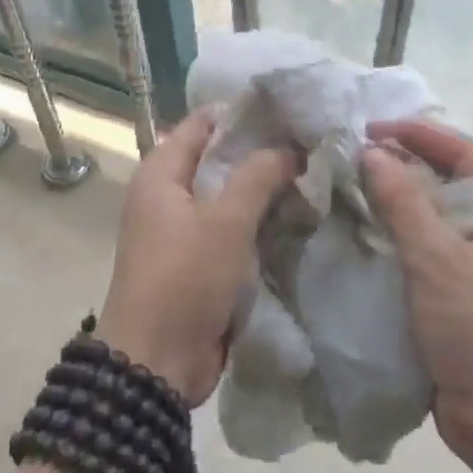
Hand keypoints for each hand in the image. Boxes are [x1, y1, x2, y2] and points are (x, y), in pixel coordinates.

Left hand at [99, 110, 296, 405]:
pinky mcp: (199, 263)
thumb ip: (258, 176)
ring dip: (265, 191)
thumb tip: (289, 147)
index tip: (290, 109)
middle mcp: (168, 196)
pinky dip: (260, 223)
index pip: (203, 124)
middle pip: (219, 161)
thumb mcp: (225, 220)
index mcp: (161, 174)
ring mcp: (184, 231)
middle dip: (262, 154)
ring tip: (315, 176)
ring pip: (229, 197)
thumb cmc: (185, 278)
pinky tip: (299, 217)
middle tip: (312, 144)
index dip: (243, 114)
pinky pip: (233, 231)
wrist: (157, 363)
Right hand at [362, 120, 472, 472]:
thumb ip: (403, 202)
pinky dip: (397, 243)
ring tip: (349, 194)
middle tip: (353, 161)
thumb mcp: (439, 259)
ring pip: (435, 222)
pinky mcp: (462, 300)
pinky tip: (363, 242)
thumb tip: (372, 153)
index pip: (464, 153)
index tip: (370, 131)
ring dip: (397, 206)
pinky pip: (427, 256)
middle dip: (403, 168)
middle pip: (449, 184)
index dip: (419, 135)